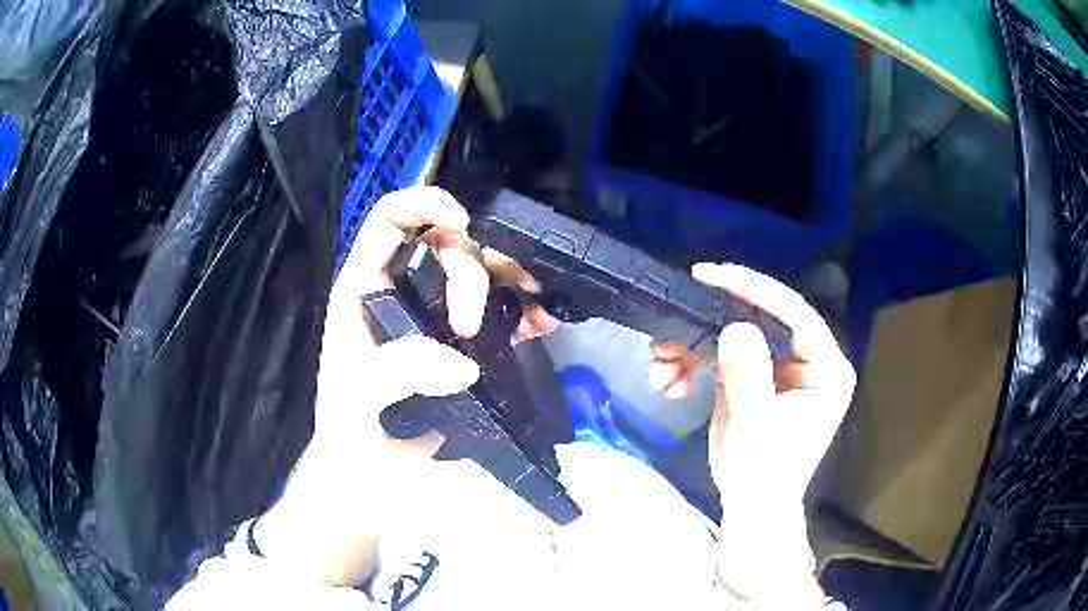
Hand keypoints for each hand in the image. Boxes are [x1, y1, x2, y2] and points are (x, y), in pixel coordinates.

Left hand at [255, 187, 558, 583]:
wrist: (372, 476)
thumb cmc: (351, 435)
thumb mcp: (357, 400)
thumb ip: (397, 373)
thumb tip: (462, 362)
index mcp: (365, 287)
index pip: (390, 219)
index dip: (426, 204)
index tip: (463, 224)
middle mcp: (401, 292)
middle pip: (447, 245)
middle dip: (470, 273)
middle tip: (470, 328)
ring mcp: (436, 318)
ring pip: (481, 271)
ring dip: (512, 278)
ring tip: (534, 306)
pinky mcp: (464, 346)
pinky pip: (500, 311)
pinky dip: (524, 309)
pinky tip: (541, 325)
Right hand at [651, 263, 854, 602]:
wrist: (749, 507)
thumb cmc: (763, 475)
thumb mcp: (756, 428)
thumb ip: (748, 378)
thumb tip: (735, 326)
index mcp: (826, 368)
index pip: (795, 314)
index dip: (755, 290)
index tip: (712, 275)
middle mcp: (808, 360)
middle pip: (759, 320)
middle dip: (709, 325)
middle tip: (670, 323)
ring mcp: (780, 367)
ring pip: (734, 336)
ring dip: (692, 348)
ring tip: (659, 368)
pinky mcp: (756, 376)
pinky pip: (722, 355)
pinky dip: (692, 364)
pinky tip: (670, 384)